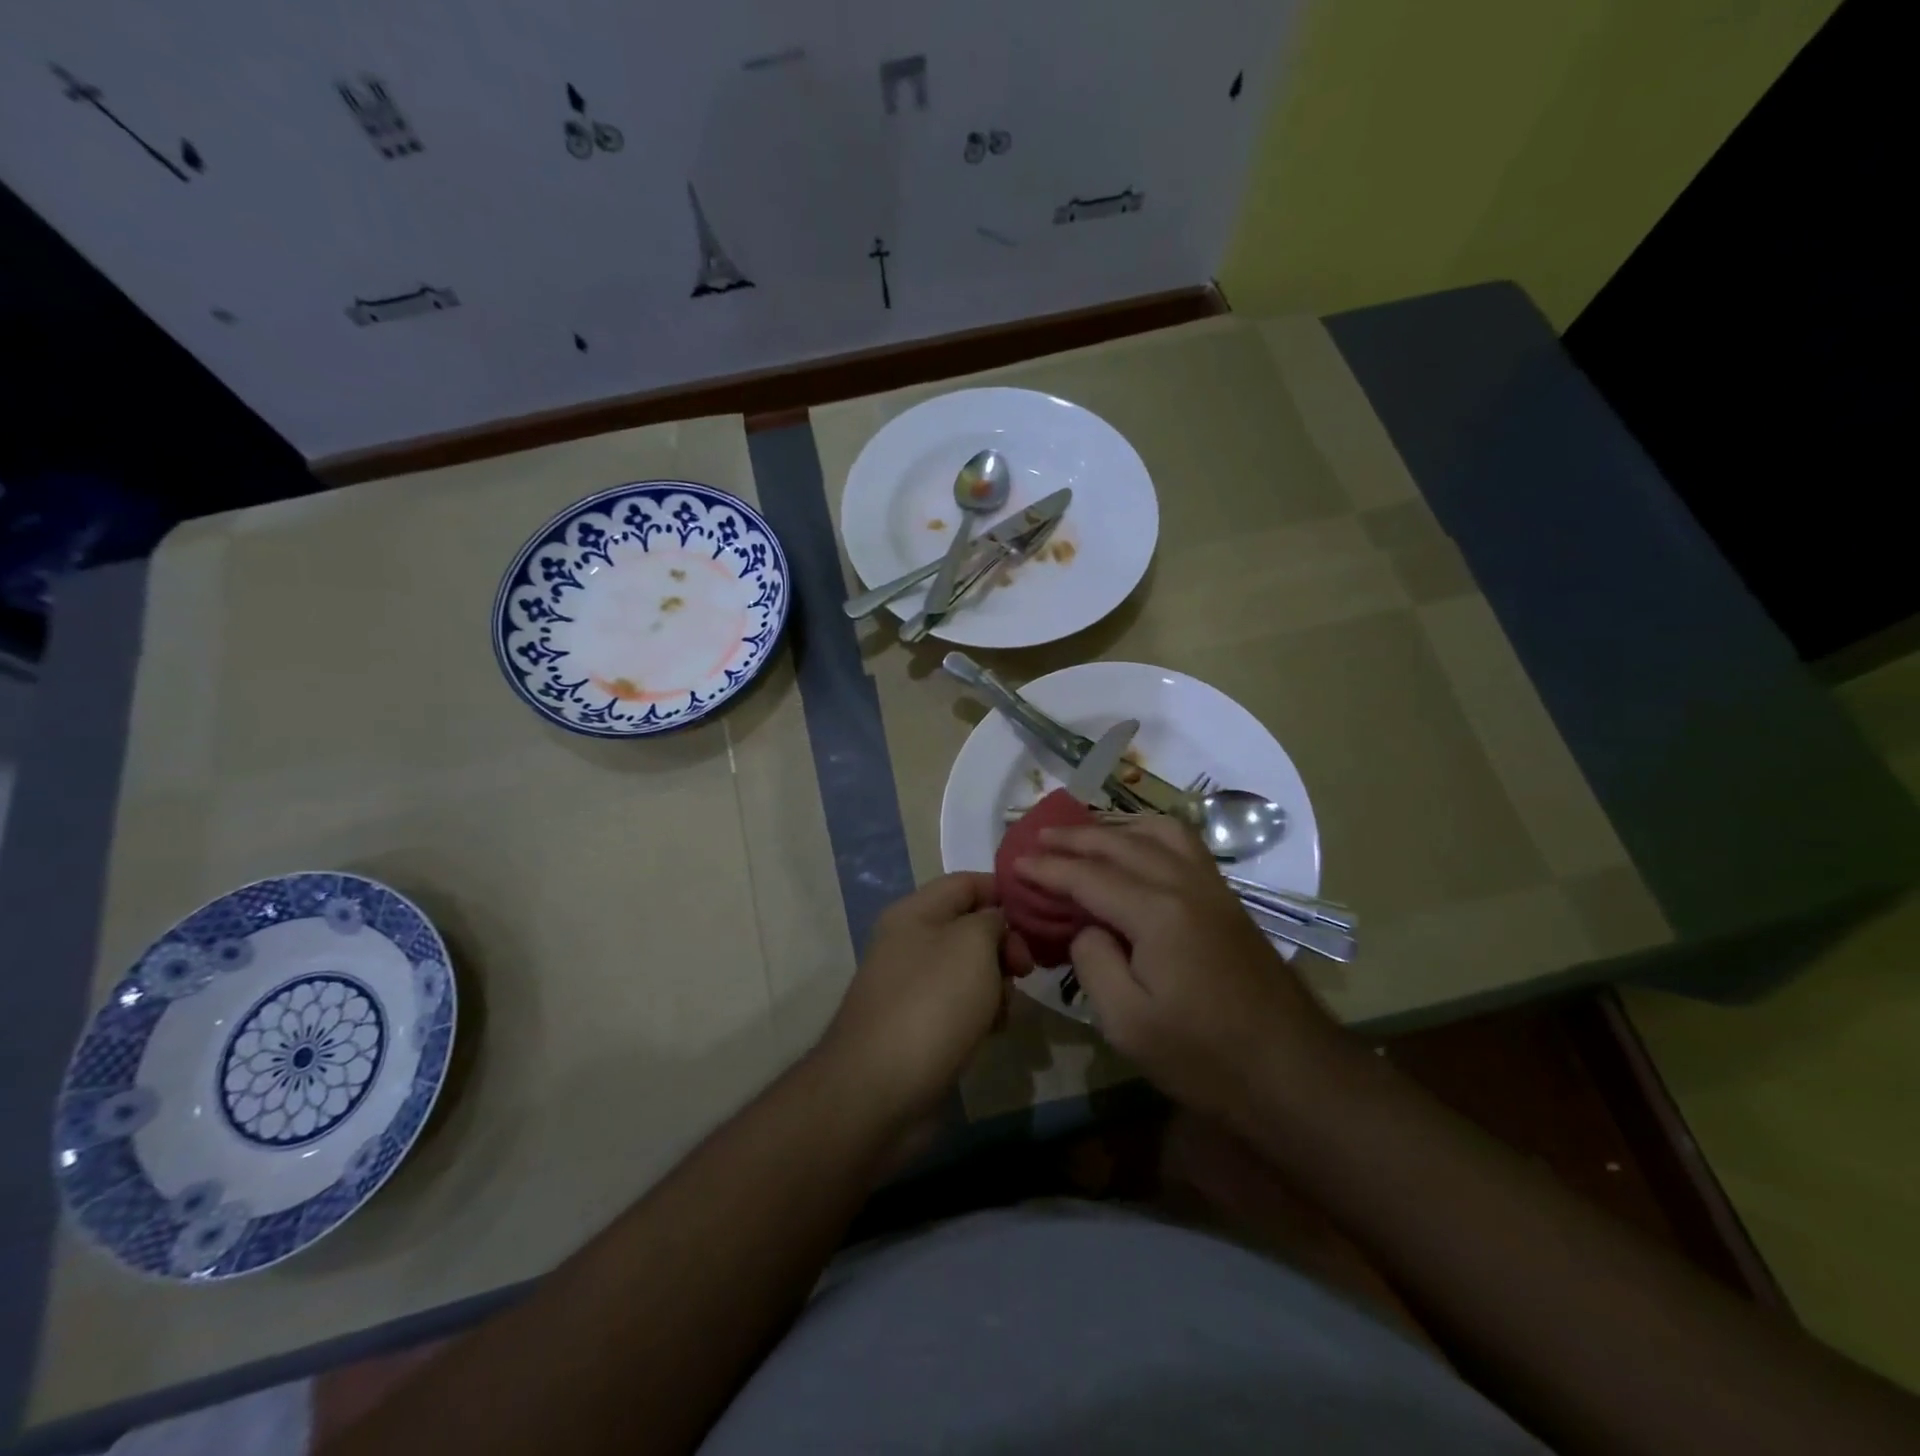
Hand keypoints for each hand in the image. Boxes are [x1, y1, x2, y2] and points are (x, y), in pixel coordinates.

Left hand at [818, 873, 1007, 1127]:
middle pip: (971, 927)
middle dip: (1005, 945)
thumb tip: (995, 923)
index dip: (1005, 892)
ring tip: (1004, 1010)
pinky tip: (991, 1033)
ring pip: (970, 970)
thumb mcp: (971, 945)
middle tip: (1026, 970)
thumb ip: (991, 920)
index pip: (967, 882)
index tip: (1041, 917)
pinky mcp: (919, 1026)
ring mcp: (912, 986)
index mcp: (915, 912)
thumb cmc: (931, 1004)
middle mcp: (910, 943)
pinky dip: (982, 1014)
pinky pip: (961, 1006)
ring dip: (997, 985)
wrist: (878, 1091)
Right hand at [1017, 817, 1341, 1122]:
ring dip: (1116, 826)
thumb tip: (1087, 926)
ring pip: (1159, 831)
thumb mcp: (1127, 1023)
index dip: (1047, 869)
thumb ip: (1093, 962)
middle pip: (1120, 843)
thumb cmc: (1204, 1056)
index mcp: (1157, 912)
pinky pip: (1184, 845)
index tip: (1014, 863)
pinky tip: (1139, 851)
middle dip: (1074, 837)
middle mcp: (1185, 884)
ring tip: (1086, 836)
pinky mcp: (1228, 900)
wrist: (1293, 1073)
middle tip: (1037, 838)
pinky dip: (1151, 834)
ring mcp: (1213, 888)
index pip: (1088, 876)